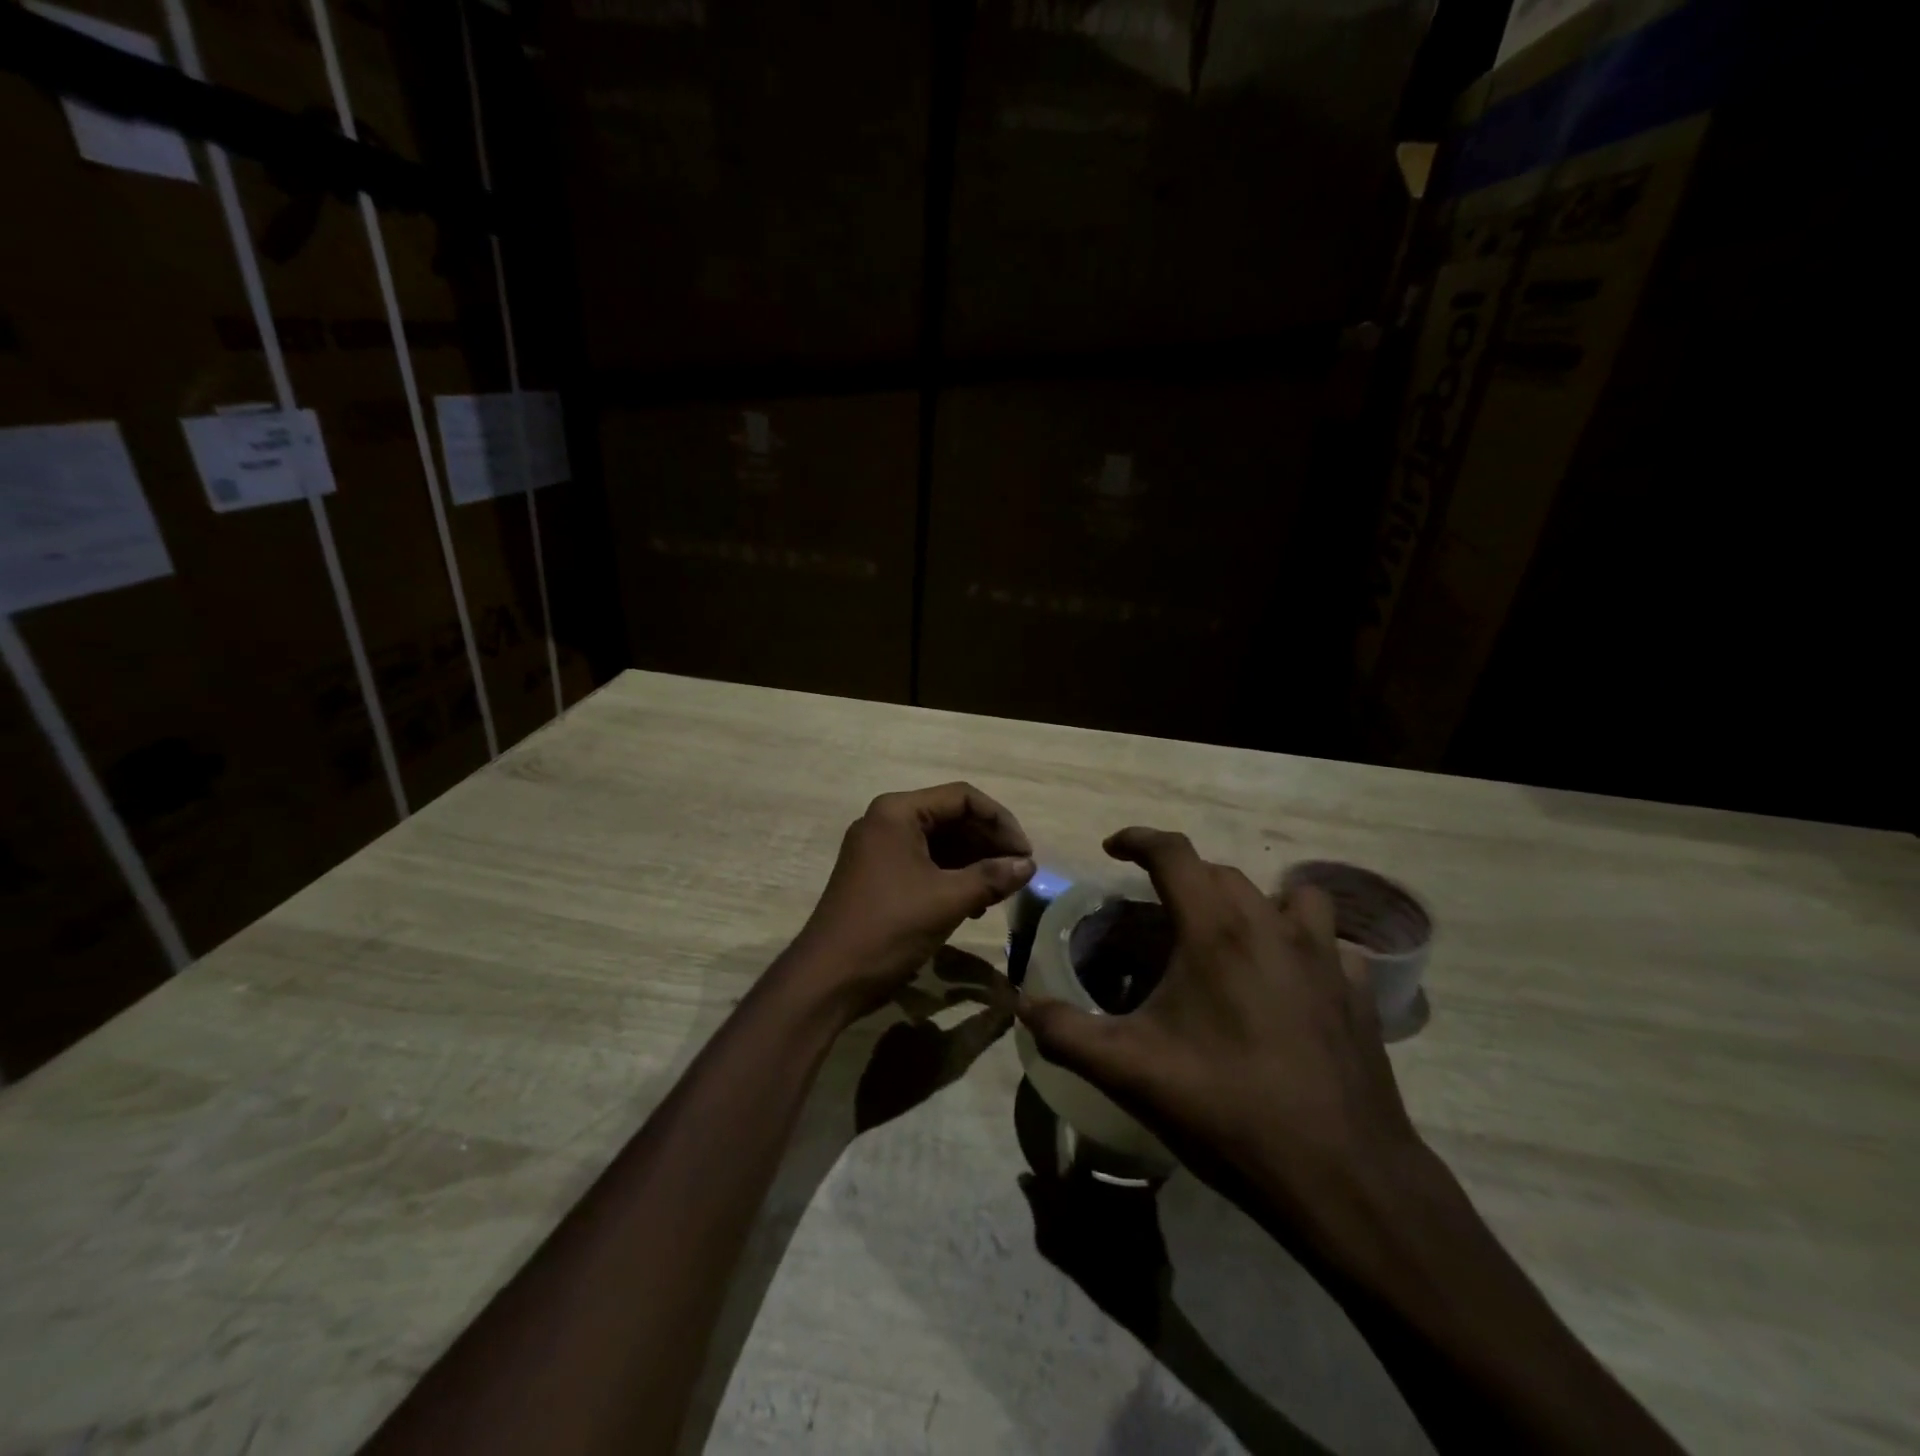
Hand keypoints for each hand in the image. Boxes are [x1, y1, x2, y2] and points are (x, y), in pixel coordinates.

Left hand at [788, 783, 1034, 1021]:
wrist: (828, 979)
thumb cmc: (888, 928)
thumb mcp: (947, 900)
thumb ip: (991, 877)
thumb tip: (1029, 865)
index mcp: (897, 812)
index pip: (962, 798)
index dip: (1000, 821)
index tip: (1025, 854)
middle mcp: (886, 821)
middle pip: (951, 817)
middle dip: (988, 843)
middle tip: (1018, 873)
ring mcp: (880, 849)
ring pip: (940, 842)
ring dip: (973, 863)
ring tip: (1001, 891)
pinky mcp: (879, 875)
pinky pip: (925, 863)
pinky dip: (953, 877)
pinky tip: (975, 904)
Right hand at [1017, 828, 1419, 1220]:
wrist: (1343, 1180)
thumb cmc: (1228, 1112)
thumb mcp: (1130, 1073)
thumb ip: (1065, 1032)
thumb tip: (1023, 1004)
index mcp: (1216, 931)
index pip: (1174, 854)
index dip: (1138, 839)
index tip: (1113, 847)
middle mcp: (1272, 926)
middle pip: (1222, 872)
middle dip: (1183, 878)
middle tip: (1156, 914)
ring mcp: (1324, 957)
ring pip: (1289, 896)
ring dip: (1254, 901)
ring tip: (1230, 937)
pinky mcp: (1357, 992)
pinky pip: (1328, 943)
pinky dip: (1302, 944)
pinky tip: (1288, 983)